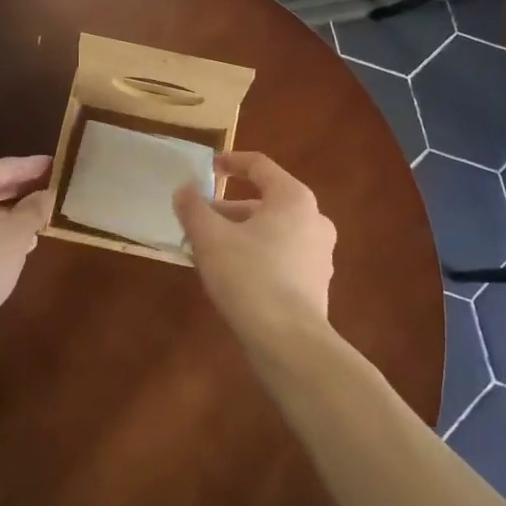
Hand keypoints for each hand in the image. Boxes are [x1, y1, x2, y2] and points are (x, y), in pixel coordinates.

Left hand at [0, 156, 51, 346]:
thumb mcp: (16, 235)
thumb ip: (34, 210)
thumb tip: (47, 194)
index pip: (9, 166)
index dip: (36, 166)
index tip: (61, 166)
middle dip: (26, 189)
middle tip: (56, 189)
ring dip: (14, 211)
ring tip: (44, 216)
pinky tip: (21, 242)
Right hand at [173, 151, 335, 348]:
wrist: (290, 343)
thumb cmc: (250, 277)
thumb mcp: (211, 238)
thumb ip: (193, 208)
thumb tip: (185, 189)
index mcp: (293, 199)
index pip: (260, 166)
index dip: (231, 162)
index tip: (209, 168)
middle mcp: (314, 219)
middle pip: (266, 201)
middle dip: (229, 208)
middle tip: (200, 219)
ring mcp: (320, 254)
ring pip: (274, 231)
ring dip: (241, 233)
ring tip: (209, 250)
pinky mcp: (317, 284)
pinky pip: (282, 256)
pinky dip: (257, 255)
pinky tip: (232, 275)